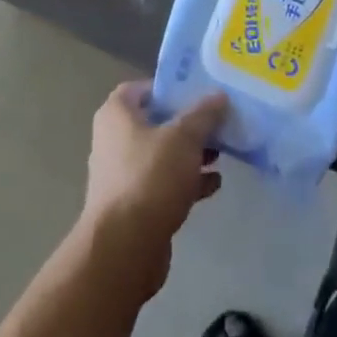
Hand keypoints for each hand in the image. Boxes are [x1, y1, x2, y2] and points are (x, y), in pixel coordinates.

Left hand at [79, 82, 227, 299]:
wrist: (125, 248)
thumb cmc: (150, 177)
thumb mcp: (184, 137)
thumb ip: (203, 114)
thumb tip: (219, 95)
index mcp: (116, 115)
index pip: (141, 88)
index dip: (168, 87)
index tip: (198, 92)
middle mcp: (114, 140)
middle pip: (155, 122)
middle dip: (187, 123)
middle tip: (217, 122)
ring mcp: (123, 175)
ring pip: (162, 155)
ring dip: (190, 154)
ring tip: (222, 152)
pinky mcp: (135, 207)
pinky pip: (164, 184)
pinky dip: (187, 182)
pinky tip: (215, 184)